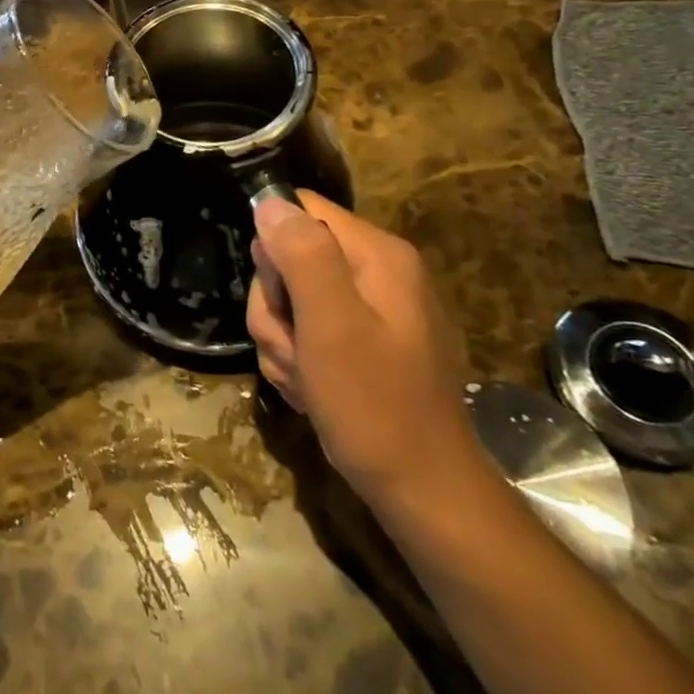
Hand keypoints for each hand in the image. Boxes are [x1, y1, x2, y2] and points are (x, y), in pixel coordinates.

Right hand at [247, 193, 484, 503]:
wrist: (423, 491)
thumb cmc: (375, 405)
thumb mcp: (331, 325)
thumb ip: (302, 255)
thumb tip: (270, 202)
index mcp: (378, 254)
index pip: (300, 211)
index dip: (275, 251)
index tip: (282, 299)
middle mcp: (378, 272)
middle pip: (291, 259)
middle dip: (277, 308)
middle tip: (296, 350)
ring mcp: (374, 309)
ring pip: (292, 302)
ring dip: (284, 341)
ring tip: (307, 379)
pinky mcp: (366, 343)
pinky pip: (309, 332)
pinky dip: (300, 361)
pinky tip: (315, 391)